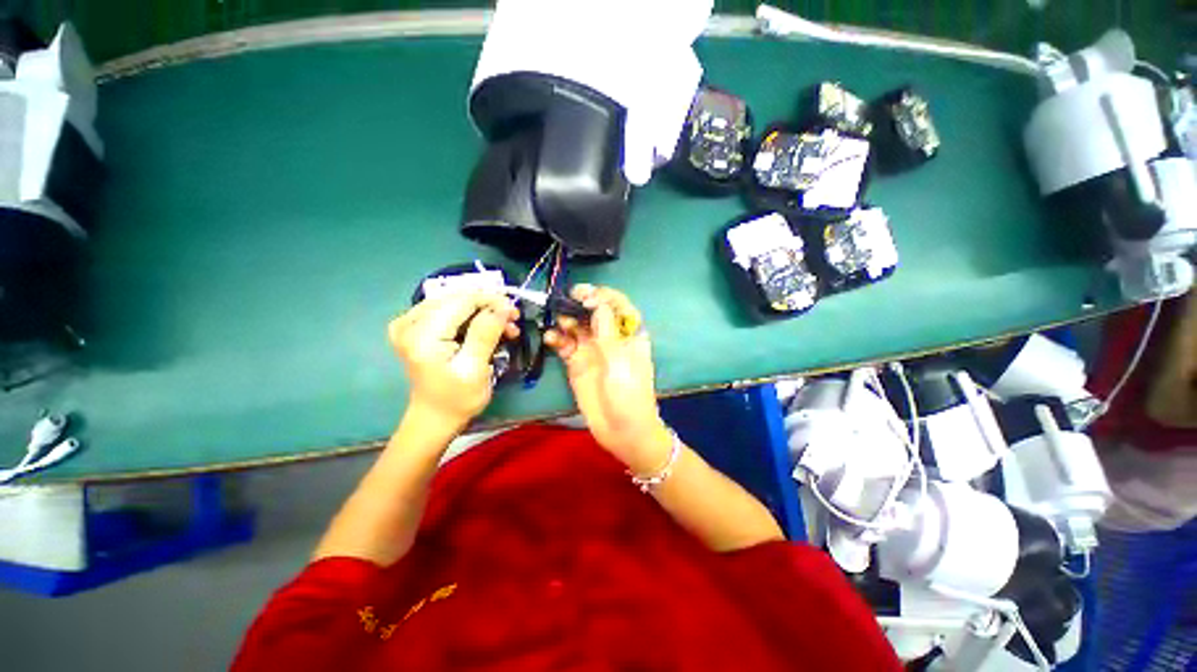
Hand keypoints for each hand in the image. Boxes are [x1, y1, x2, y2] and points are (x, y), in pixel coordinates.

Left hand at [388, 291, 519, 431]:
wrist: (434, 417)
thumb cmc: (457, 399)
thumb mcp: (475, 369)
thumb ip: (485, 334)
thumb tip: (502, 306)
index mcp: (422, 335)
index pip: (461, 301)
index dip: (491, 300)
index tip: (515, 311)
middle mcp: (409, 323)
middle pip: (457, 298)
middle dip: (489, 305)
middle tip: (513, 319)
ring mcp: (408, 324)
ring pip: (455, 301)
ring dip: (483, 311)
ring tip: (505, 327)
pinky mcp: (414, 327)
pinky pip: (448, 309)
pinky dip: (471, 315)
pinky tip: (488, 326)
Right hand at [545, 285, 671, 473]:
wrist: (622, 431)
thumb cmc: (629, 394)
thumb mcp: (621, 360)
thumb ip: (607, 330)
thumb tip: (597, 301)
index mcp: (628, 333)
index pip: (616, 304)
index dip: (601, 295)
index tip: (584, 296)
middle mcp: (609, 336)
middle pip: (593, 311)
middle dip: (579, 303)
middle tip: (563, 301)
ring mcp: (592, 349)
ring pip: (576, 325)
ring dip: (565, 319)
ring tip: (556, 321)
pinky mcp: (577, 363)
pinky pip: (565, 344)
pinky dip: (556, 338)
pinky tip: (550, 338)